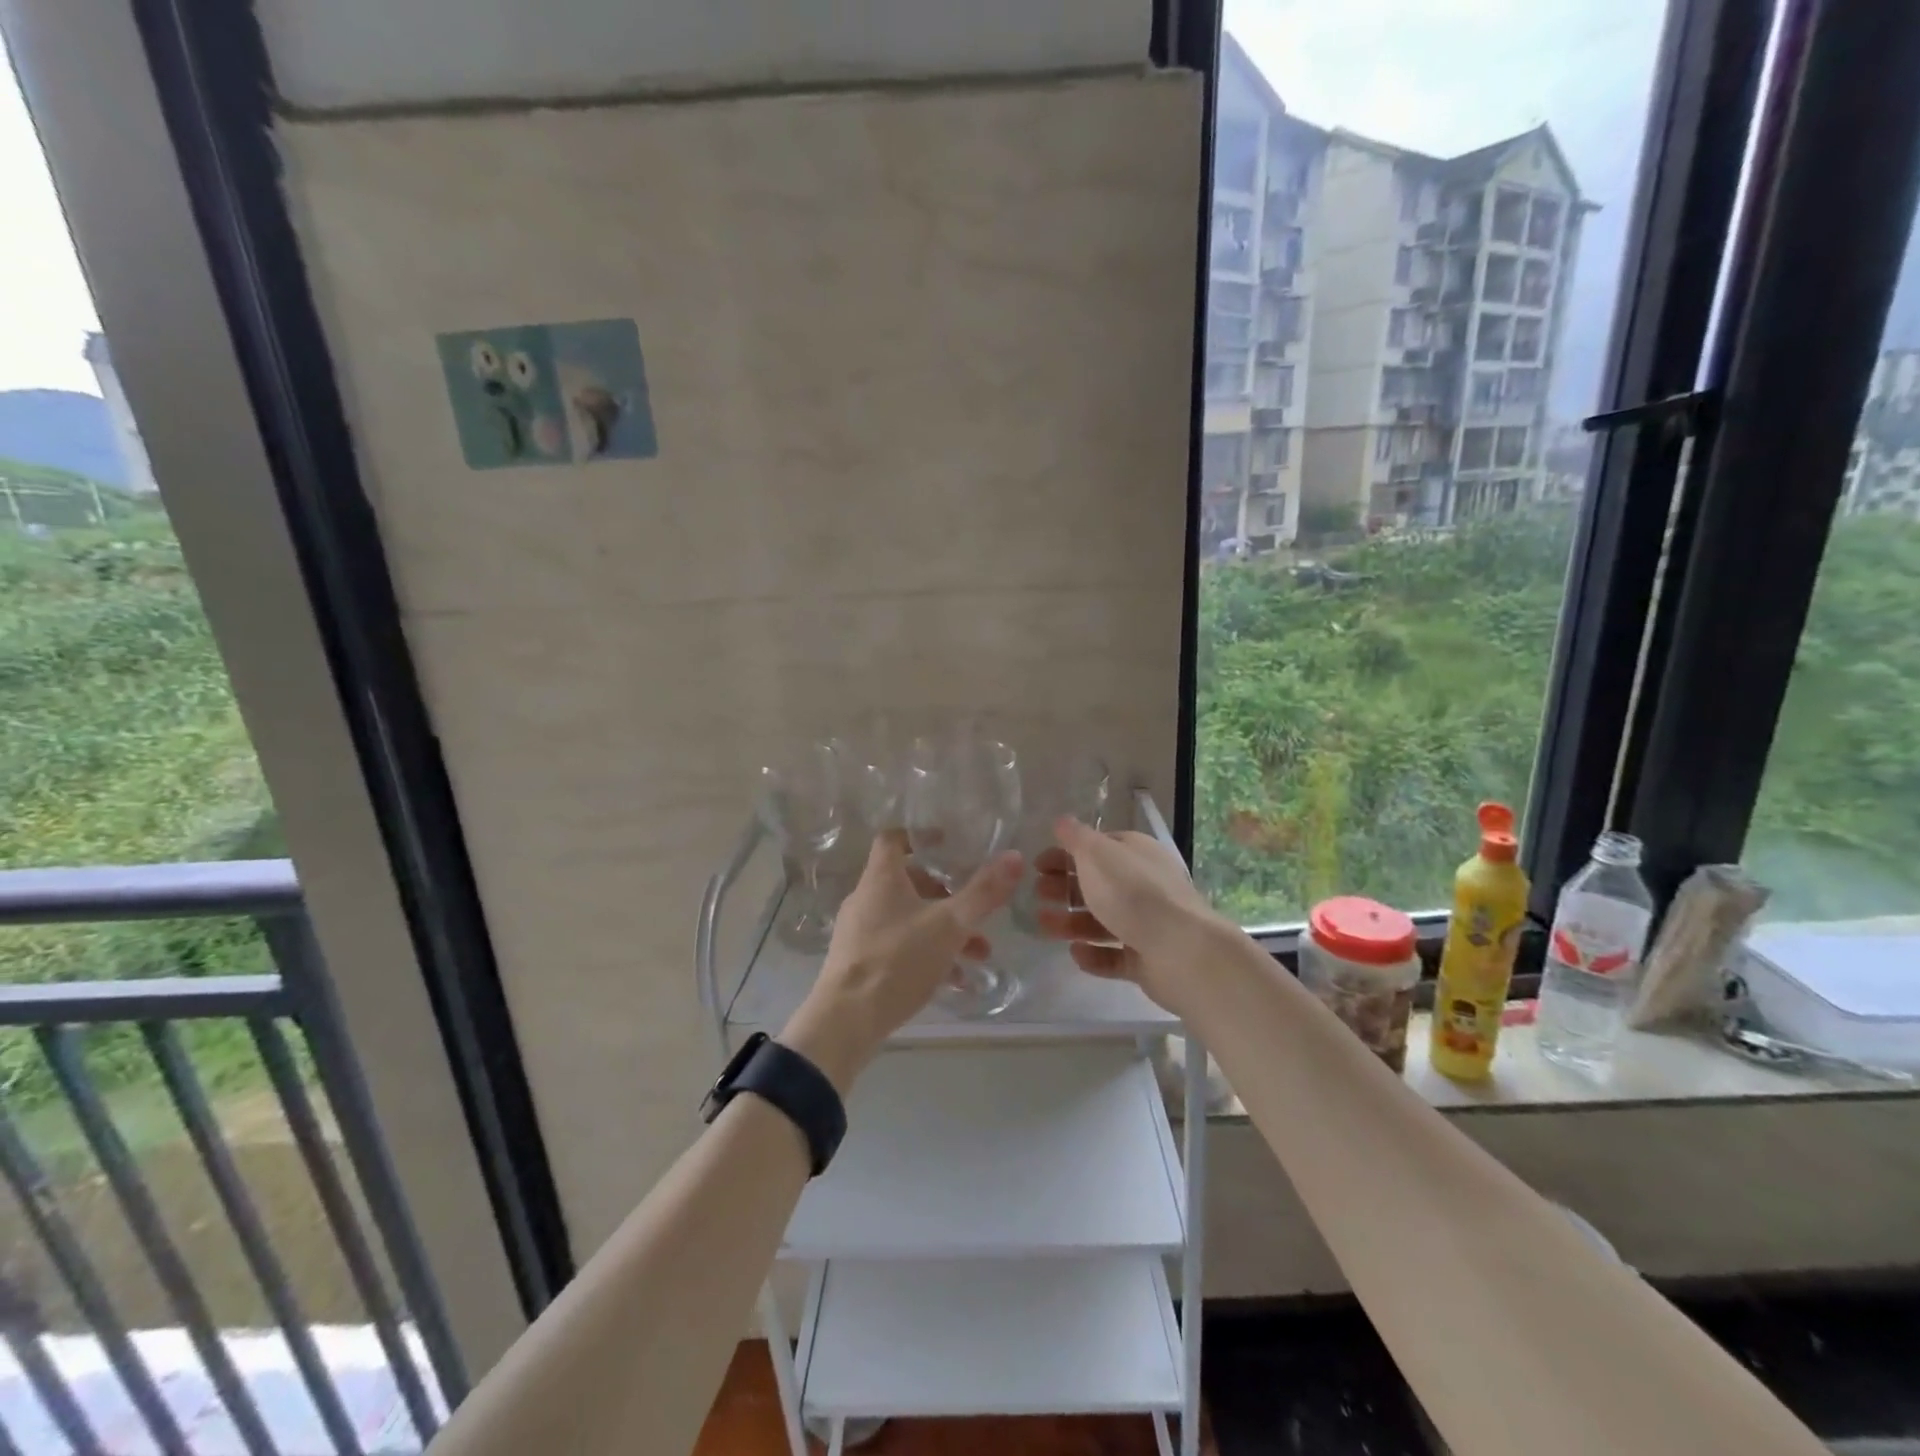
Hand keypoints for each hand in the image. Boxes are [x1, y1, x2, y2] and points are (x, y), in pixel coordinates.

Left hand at [780, 832, 1021, 1091]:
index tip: (950, 844)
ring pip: (909, 918)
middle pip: (909, 882)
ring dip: (944, 930)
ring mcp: (861, 932)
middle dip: (948, 895)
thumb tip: (1016, 857)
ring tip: (979, 954)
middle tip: (976, 908)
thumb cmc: (897, 960)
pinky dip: (928, 955)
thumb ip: (983, 892)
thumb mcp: (949, 926)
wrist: (845, 1022)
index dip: (921, 836)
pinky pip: (900, 947)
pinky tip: (956, 980)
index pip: (894, 838)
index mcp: (881, 878)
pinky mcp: (860, 962)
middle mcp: (866, 898)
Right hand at [1034, 816, 1227, 1014]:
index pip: (1097, 848)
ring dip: (1071, 922)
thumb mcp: (1097, 855)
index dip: (1066, 854)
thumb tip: (1062, 820)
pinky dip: (1094, 954)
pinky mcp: (1148, 959)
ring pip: (1102, 921)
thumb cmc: (1133, 893)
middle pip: (1098, 884)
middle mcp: (1144, 884)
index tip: (1037, 866)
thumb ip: (1076, 838)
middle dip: (1064, 888)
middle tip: (1037, 895)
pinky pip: (1115, 955)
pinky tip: (1076, 953)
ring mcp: (1148, 923)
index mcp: (1135, 853)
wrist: (1181, 950)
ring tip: (1044, 927)